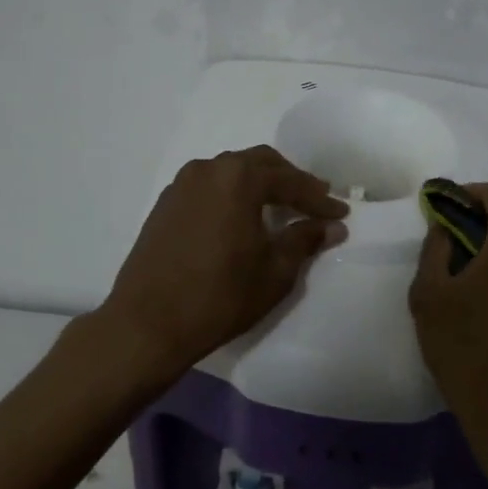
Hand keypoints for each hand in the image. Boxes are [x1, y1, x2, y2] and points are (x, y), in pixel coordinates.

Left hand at [97, 145, 348, 384]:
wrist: (146, 325)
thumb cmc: (219, 297)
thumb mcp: (274, 272)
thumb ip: (304, 240)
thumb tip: (331, 226)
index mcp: (238, 178)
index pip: (290, 181)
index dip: (319, 199)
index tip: (340, 214)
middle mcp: (209, 169)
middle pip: (260, 163)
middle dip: (291, 181)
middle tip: (315, 201)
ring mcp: (182, 184)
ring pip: (232, 171)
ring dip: (260, 184)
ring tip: (281, 207)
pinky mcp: (166, 203)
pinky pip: (210, 186)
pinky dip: (233, 194)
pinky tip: (242, 217)